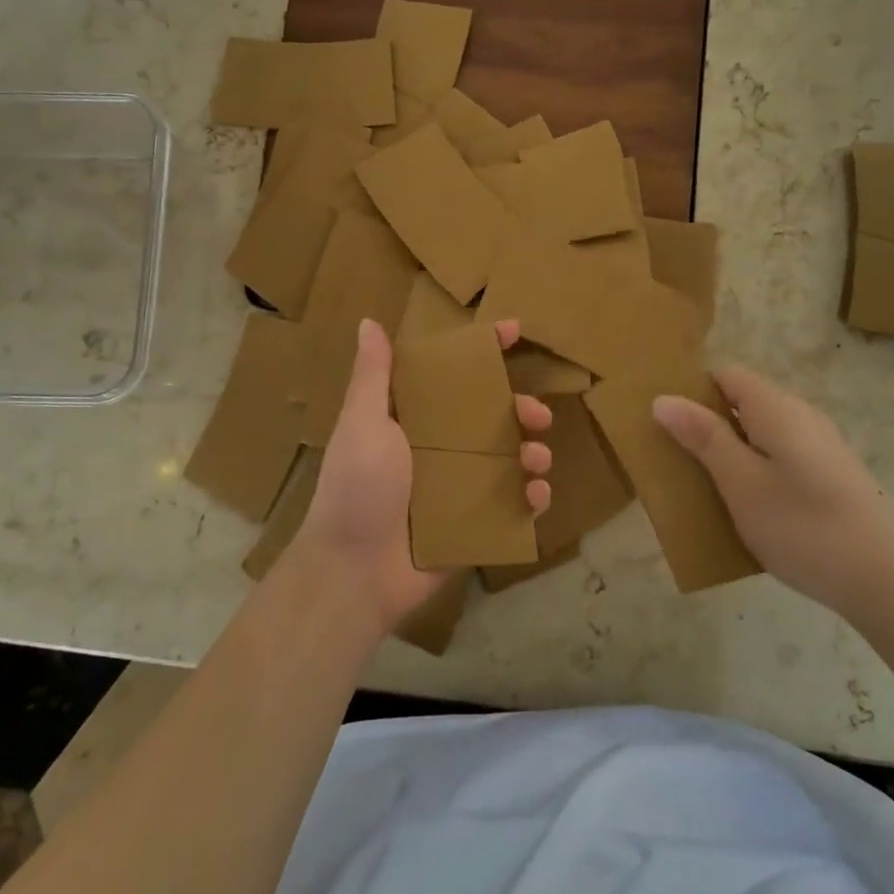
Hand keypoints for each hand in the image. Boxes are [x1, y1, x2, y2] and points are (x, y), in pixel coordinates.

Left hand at [294, 317, 553, 632]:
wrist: (355, 571)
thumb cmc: (358, 488)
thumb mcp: (363, 424)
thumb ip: (373, 376)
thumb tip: (369, 322)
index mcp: (413, 421)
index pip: (450, 376)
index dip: (481, 353)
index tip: (513, 331)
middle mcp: (438, 449)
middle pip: (490, 419)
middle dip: (519, 410)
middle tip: (538, 415)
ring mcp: (458, 489)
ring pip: (507, 461)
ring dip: (531, 454)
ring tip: (538, 459)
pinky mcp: (472, 525)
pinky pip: (511, 506)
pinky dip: (530, 499)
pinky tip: (537, 497)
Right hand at [652, 365, 893, 616]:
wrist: (888, 582)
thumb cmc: (803, 526)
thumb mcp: (740, 482)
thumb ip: (703, 437)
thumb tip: (663, 398)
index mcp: (776, 408)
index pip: (724, 375)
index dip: (691, 391)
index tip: (663, 422)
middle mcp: (801, 416)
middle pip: (742, 403)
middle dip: (706, 425)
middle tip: (675, 458)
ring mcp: (820, 446)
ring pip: (760, 433)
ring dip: (729, 451)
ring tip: (704, 486)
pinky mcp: (831, 475)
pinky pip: (780, 457)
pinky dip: (755, 470)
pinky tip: (747, 507)